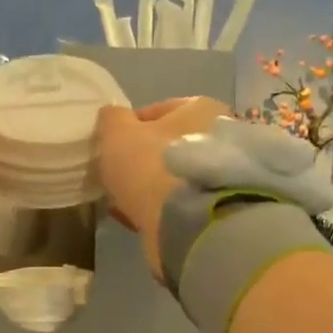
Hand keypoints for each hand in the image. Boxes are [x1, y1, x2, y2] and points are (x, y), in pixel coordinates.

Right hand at [96, 97, 229, 275]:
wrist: (186, 223)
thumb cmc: (151, 166)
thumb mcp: (117, 134)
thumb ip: (112, 119)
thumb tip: (113, 116)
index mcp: (201, 108)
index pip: (158, 110)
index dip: (129, 127)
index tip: (110, 147)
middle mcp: (220, 135)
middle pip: (169, 145)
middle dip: (143, 159)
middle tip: (117, 175)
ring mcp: (221, 174)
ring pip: (174, 175)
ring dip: (150, 185)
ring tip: (124, 199)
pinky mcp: (216, 207)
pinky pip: (179, 201)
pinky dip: (158, 206)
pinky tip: (136, 217)